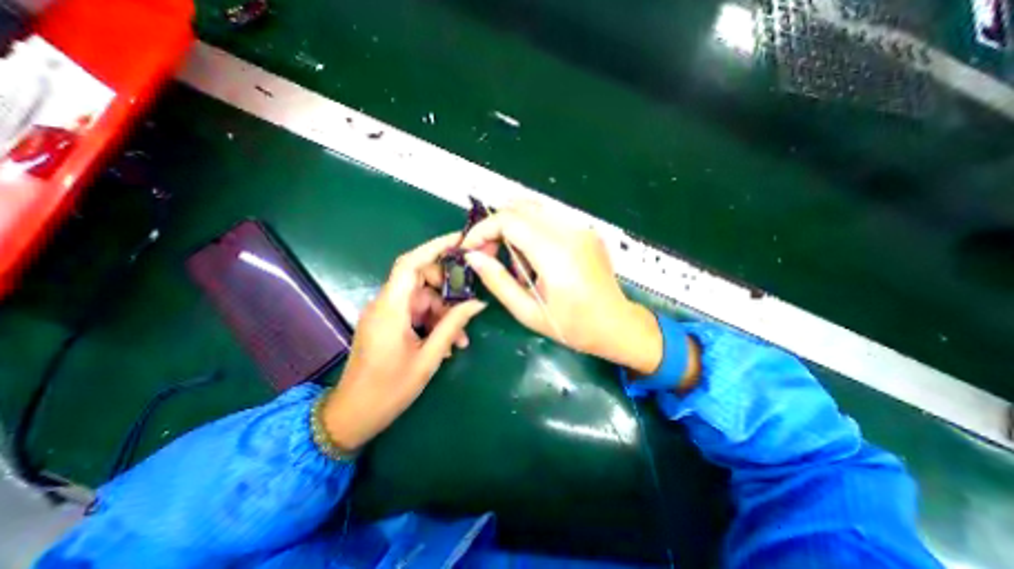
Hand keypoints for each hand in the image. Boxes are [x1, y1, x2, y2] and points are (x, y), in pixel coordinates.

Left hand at [319, 231, 486, 452]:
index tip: (460, 241)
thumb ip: (453, 326)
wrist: (353, 415)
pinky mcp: (388, 323)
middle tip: (469, 306)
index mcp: (390, 309)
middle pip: (420, 280)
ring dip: (444, 313)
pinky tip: (448, 343)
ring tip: (461, 338)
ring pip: (422, 299)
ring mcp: (386, 314)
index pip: (410, 263)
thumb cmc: (389, 390)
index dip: (434, 247)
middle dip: (447, 291)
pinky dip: (433, 322)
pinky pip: (416, 313)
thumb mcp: (428, 357)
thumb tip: (478, 303)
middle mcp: (385, 304)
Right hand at [461, 202, 667, 375]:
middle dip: (496, 227)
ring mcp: (581, 228)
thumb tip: (473, 257)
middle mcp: (570, 232)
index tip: (470, 248)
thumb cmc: (573, 326)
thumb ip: (498, 282)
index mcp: (556, 254)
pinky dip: (531, 232)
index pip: (509, 221)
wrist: (617, 325)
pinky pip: (549, 220)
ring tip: (513, 261)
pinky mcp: (586, 231)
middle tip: (488, 254)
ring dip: (513, 228)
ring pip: (534, 210)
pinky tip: (534, 259)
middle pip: (520, 208)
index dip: (483, 229)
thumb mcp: (529, 312)